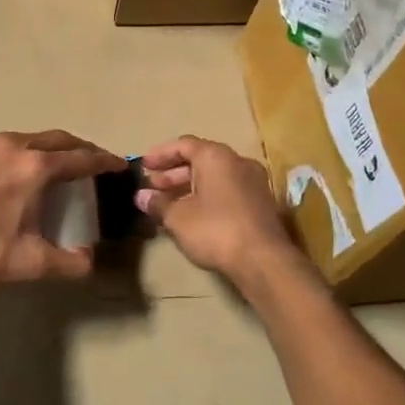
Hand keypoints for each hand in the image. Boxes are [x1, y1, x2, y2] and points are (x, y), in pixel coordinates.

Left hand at [0, 130, 126, 285]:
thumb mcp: (28, 264)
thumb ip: (68, 263)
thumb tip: (90, 261)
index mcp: (35, 168)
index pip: (81, 158)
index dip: (104, 161)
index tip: (119, 165)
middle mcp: (13, 146)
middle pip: (57, 139)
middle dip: (79, 148)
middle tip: (91, 162)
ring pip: (26, 138)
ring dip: (47, 148)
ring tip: (52, 166)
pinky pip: (0, 146)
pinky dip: (18, 154)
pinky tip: (9, 174)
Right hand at [134, 137, 299, 281]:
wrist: (263, 260)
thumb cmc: (215, 229)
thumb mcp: (178, 217)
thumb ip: (158, 203)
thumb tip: (141, 196)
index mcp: (216, 157)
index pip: (184, 144)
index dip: (161, 154)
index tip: (144, 165)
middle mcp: (237, 162)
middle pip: (200, 160)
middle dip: (173, 173)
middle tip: (153, 186)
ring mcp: (253, 182)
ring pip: (215, 177)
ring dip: (189, 186)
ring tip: (168, 203)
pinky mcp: (261, 203)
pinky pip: (228, 190)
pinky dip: (207, 196)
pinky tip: (192, 215)